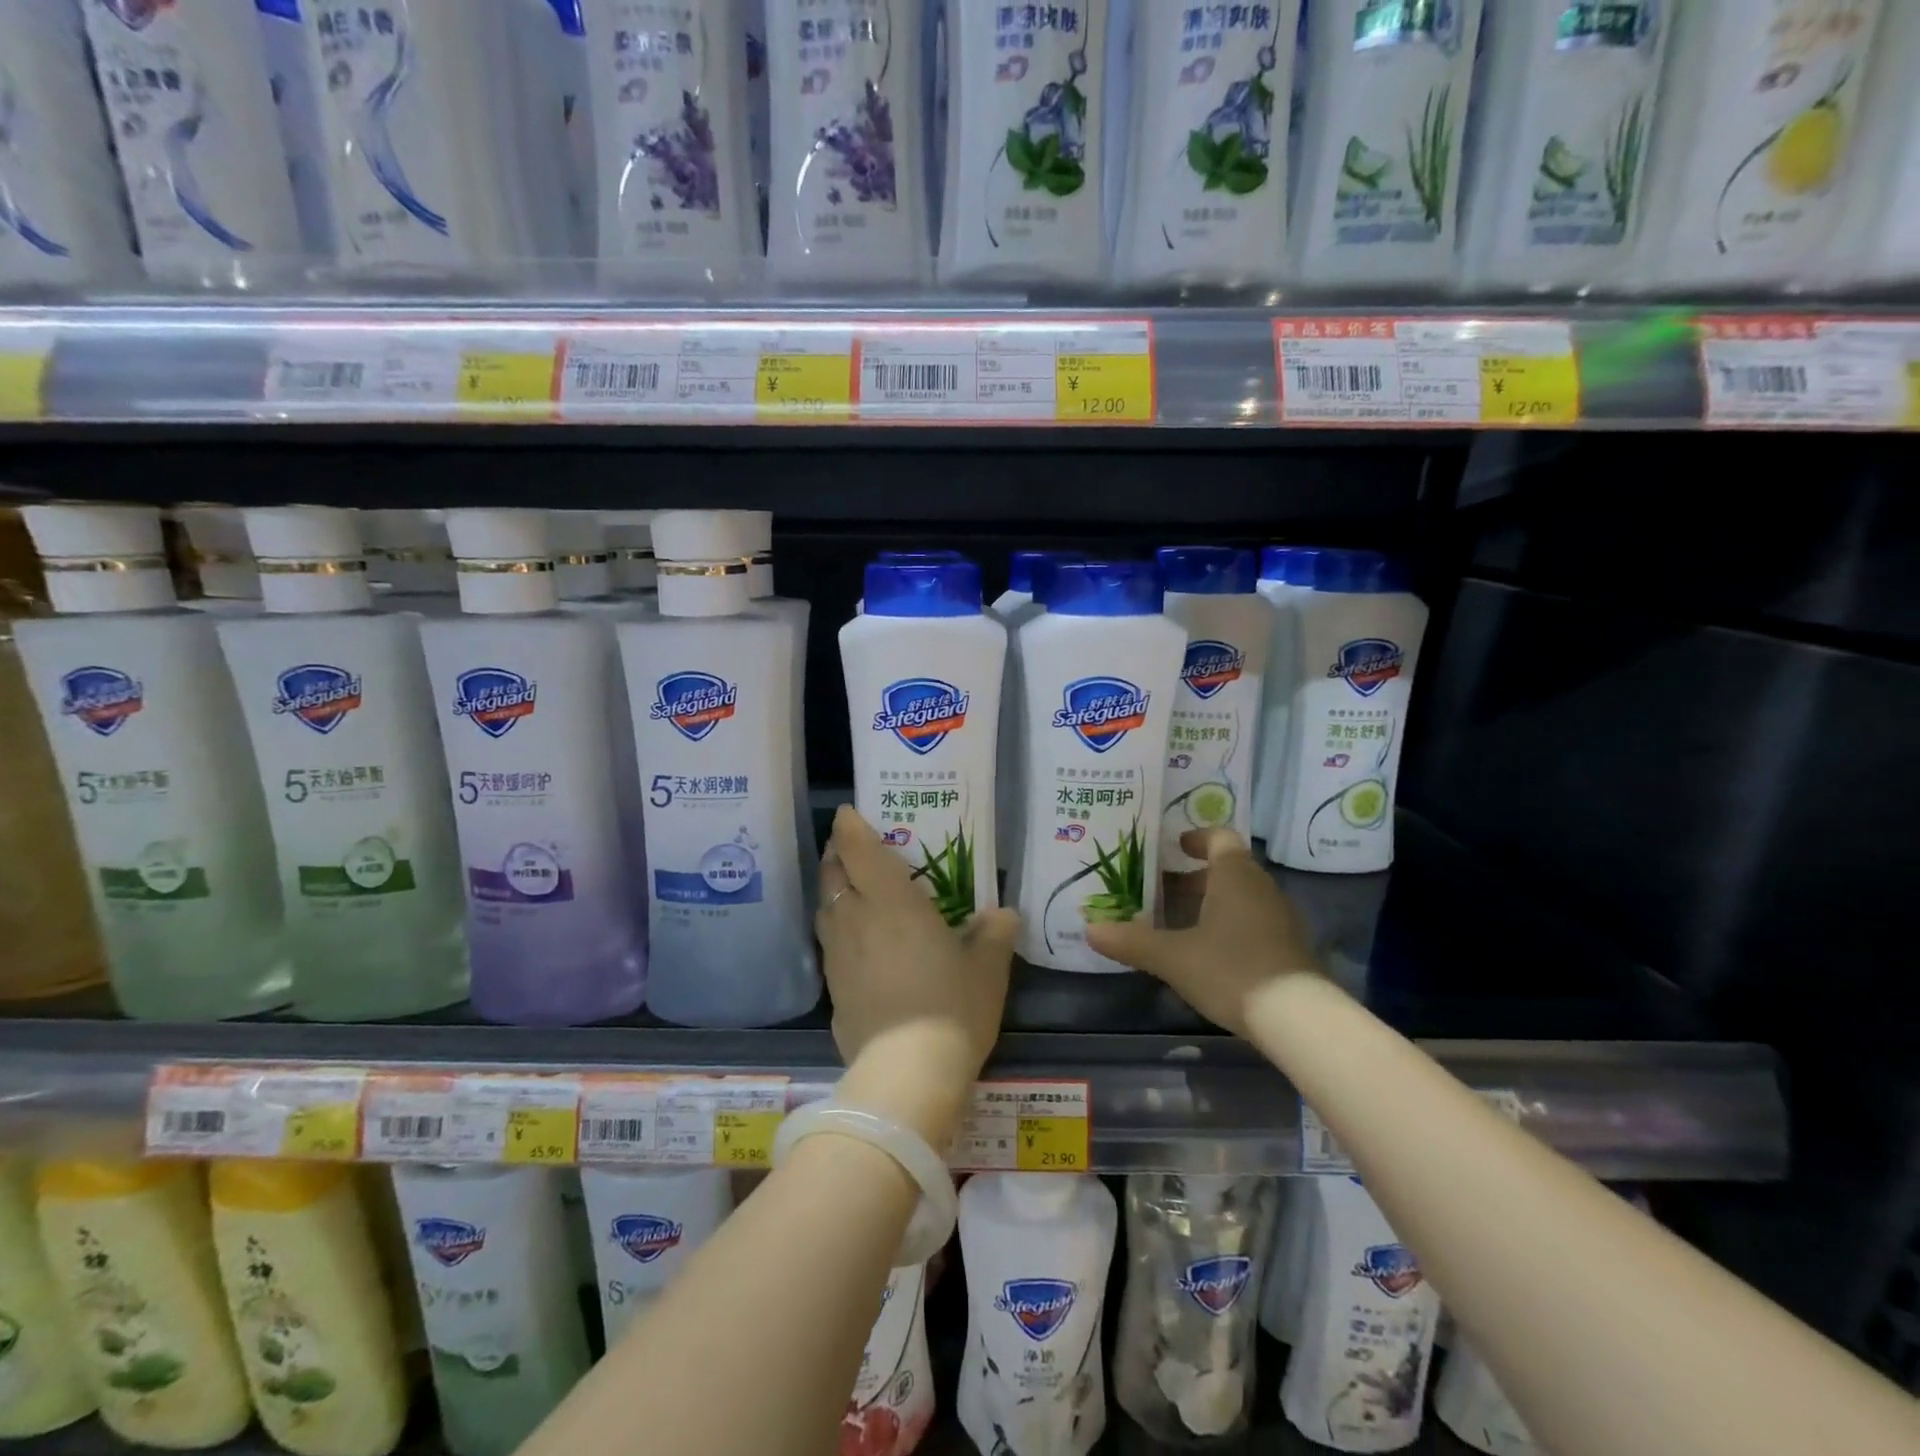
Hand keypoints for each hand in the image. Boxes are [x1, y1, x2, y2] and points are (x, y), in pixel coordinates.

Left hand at [816, 806, 1019, 1144]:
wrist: (906, 1074)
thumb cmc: (951, 1007)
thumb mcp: (987, 968)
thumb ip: (994, 934)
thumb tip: (1002, 915)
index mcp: (891, 902)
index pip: (858, 849)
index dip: (849, 826)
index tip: (848, 812)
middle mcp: (856, 919)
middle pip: (833, 874)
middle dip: (837, 853)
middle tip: (850, 846)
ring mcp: (838, 955)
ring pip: (825, 907)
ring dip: (832, 889)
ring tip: (847, 886)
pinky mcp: (832, 988)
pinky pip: (828, 942)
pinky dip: (835, 928)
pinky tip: (852, 940)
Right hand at [1085, 828, 1320, 1036]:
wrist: (1299, 1019)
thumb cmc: (1231, 969)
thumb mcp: (1173, 957)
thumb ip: (1131, 941)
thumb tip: (1089, 929)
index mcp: (1234, 875)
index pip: (1220, 837)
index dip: (1196, 838)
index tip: (1175, 846)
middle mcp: (1261, 887)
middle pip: (1228, 868)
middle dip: (1194, 876)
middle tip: (1162, 890)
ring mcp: (1280, 917)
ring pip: (1241, 896)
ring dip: (1212, 902)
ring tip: (1180, 923)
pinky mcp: (1289, 947)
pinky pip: (1254, 921)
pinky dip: (1230, 924)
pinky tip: (1209, 952)